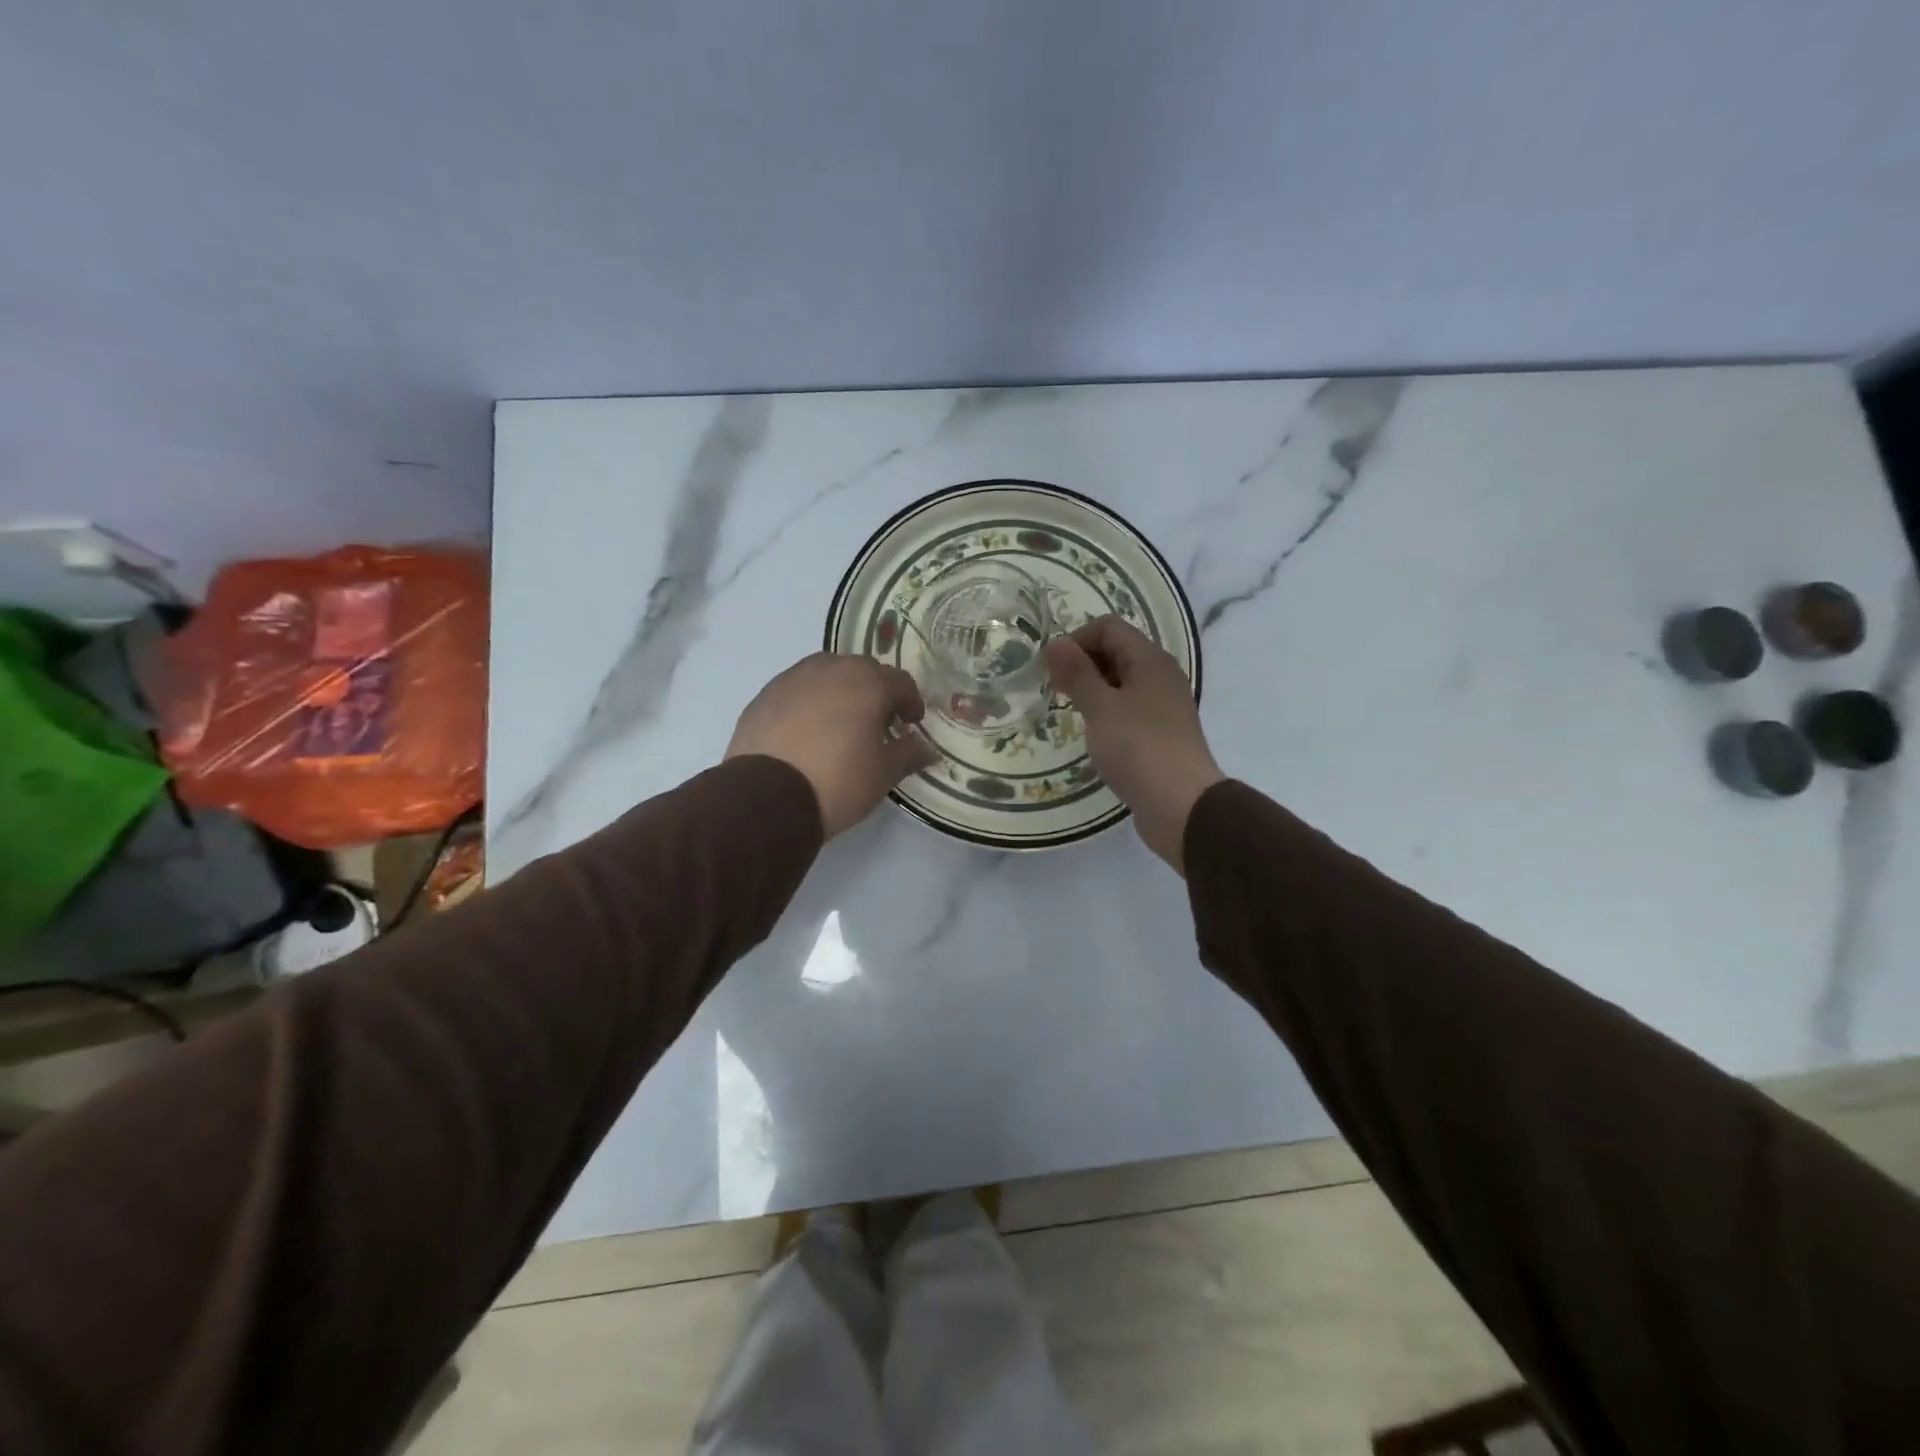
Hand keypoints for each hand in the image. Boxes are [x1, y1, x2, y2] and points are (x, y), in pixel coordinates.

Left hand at [727, 654, 938, 837]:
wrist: (767, 798)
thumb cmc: (838, 781)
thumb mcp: (883, 773)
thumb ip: (909, 754)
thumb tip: (928, 748)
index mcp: (866, 682)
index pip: (900, 681)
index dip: (910, 702)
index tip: (911, 724)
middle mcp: (830, 669)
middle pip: (861, 671)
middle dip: (875, 692)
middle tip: (878, 723)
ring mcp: (792, 679)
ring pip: (826, 675)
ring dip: (839, 692)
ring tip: (840, 724)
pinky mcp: (763, 696)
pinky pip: (796, 691)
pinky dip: (808, 704)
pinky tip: (806, 733)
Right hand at [1043, 617, 1223, 873]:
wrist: (1181, 805)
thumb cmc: (1138, 749)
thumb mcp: (1101, 708)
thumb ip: (1077, 673)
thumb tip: (1054, 643)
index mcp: (1150, 660)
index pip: (1109, 628)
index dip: (1077, 640)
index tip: (1051, 669)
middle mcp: (1161, 676)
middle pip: (1116, 651)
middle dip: (1082, 664)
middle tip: (1056, 691)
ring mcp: (1163, 706)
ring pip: (1121, 682)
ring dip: (1093, 689)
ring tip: (1071, 712)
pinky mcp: (1160, 733)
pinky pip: (1128, 708)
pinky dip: (1107, 712)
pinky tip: (1094, 734)